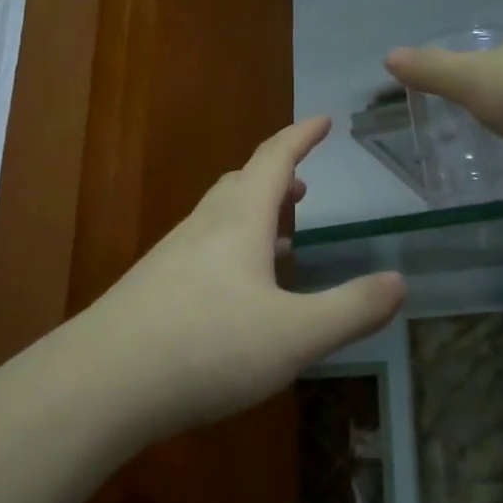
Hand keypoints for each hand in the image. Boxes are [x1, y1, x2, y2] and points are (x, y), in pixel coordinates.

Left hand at [77, 117, 405, 441]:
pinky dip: (231, 249)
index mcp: (238, 220)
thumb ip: (351, 309)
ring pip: (219, 218)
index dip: (301, 136)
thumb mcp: (295, 335)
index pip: (274, 159)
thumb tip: (400, 281)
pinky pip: (202, 249)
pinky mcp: (152, 287)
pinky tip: (237, 292)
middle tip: (303, 190)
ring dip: (253, 216)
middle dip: (276, 178)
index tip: (323, 120)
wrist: (103, 381)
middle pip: (241, 183)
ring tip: (280, 239)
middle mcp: (203, 226)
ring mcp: (171, 256)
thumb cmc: (208, 347)